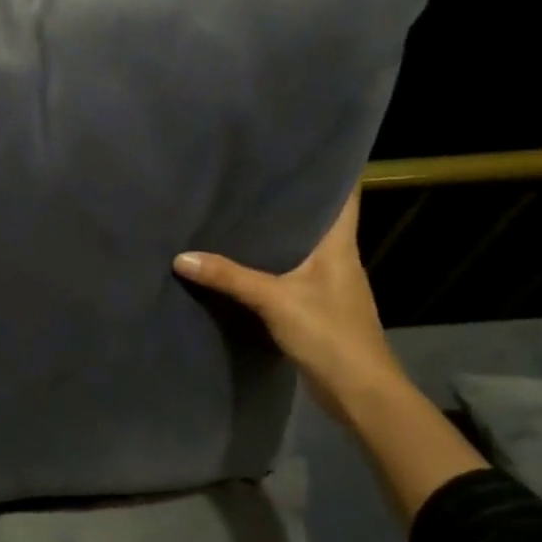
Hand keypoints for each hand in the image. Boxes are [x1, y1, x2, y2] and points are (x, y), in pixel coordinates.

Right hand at [175, 190, 486, 521]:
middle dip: (289, 200)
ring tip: (238, 213)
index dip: (330, 170)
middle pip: (316, 220)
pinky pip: (289, 276)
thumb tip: (181, 257)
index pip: (344, 197)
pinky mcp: (316, 309)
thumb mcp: (275, 301)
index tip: (301, 149)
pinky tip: (241, 264)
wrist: (359, 393)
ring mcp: (328, 286)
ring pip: (300, 249)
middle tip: (250, 177)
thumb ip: (230, 278)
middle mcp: (338, 260)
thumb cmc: (330, 335)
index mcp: (340, 247)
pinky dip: (268, 266)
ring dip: (276, 235)